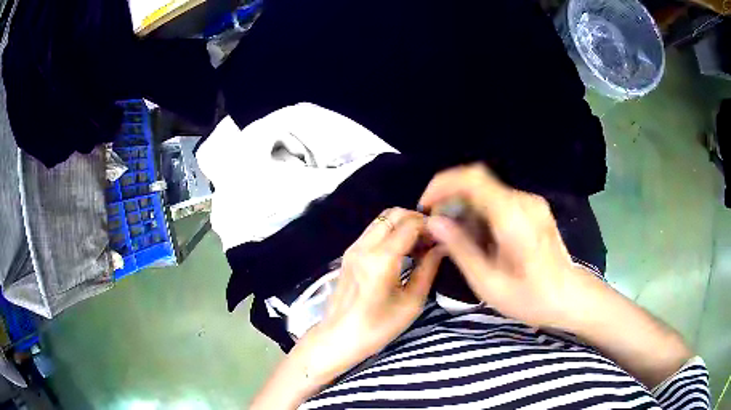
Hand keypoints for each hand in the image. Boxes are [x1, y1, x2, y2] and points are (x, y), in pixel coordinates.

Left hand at [306, 208, 444, 377]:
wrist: (338, 338)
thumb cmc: (377, 328)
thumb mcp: (411, 302)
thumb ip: (428, 269)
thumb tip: (442, 246)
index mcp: (381, 259)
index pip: (410, 224)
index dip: (430, 225)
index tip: (443, 237)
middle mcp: (364, 246)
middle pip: (393, 213)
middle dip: (416, 220)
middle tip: (431, 240)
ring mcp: (353, 248)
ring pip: (381, 220)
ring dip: (402, 225)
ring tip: (418, 246)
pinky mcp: (348, 253)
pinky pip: (372, 231)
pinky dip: (390, 232)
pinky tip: (401, 252)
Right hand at [420, 164, 598, 328]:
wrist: (570, 297)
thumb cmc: (530, 297)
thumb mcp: (489, 282)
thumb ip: (461, 249)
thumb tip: (434, 222)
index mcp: (512, 216)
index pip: (472, 178)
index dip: (442, 184)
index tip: (426, 205)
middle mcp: (523, 201)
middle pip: (478, 182)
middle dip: (451, 198)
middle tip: (438, 226)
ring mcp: (531, 203)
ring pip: (488, 190)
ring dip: (466, 206)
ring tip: (456, 235)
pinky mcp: (534, 209)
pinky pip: (500, 200)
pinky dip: (481, 211)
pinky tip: (479, 236)